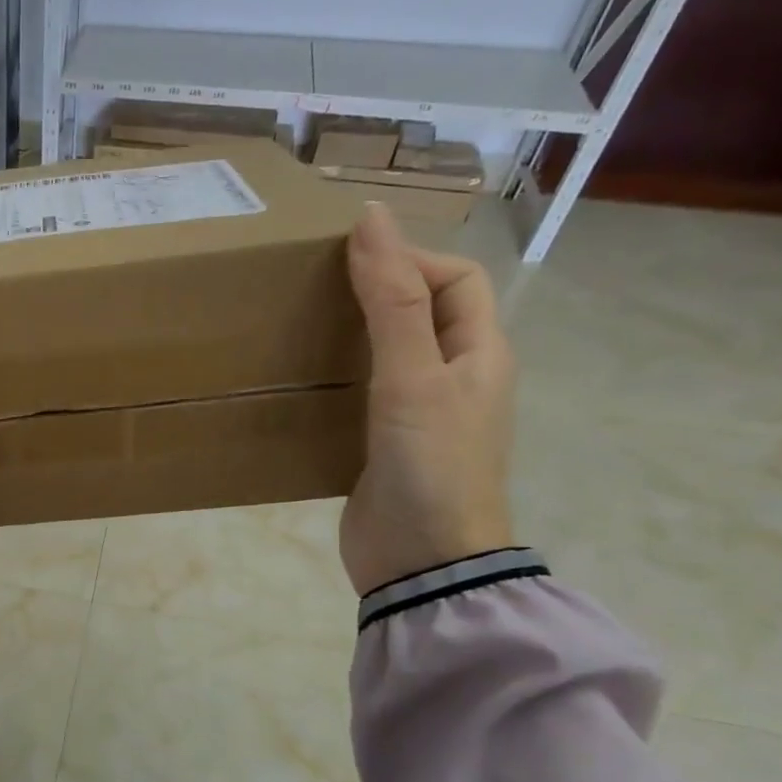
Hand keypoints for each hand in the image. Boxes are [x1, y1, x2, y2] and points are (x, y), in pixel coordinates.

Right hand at [340, 204, 515, 595]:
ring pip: (390, 353)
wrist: (422, 563)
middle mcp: (455, 378)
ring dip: (353, 333)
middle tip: (315, 289)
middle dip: (378, 290)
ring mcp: (420, 415)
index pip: (456, 279)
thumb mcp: (412, 376)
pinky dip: (337, 377)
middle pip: (423, 311)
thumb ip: (393, 300)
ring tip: (301, 326)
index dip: (410, 257)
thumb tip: (372, 218)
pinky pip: (364, 393)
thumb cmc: (430, 464)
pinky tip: (302, 380)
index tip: (347, 262)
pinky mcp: (385, 445)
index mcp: (479, 353)